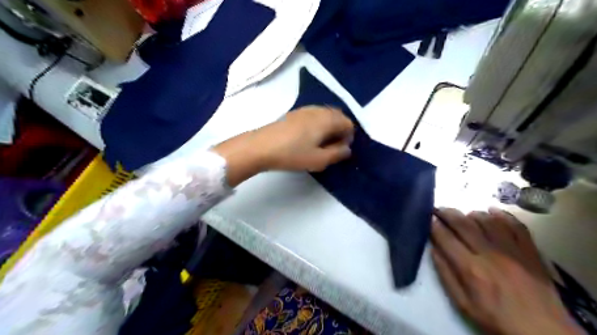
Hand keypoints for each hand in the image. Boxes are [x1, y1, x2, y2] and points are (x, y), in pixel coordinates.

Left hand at [215, 106, 353, 186]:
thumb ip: (337, 154)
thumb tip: (347, 149)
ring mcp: (304, 110)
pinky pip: (314, 115)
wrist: (261, 146)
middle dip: (339, 130)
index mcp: (327, 119)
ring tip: (320, 144)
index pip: (348, 123)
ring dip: (328, 127)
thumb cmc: (292, 154)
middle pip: (338, 116)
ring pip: (325, 115)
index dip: (348, 137)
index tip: (340, 150)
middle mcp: (318, 110)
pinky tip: (307, 138)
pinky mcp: (293, 113)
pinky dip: (317, 124)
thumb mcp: (318, 160)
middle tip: (332, 147)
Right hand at [429, 207, 583, 334]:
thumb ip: (446, 275)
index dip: (434, 225)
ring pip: (488, 220)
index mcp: (471, 269)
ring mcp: (513, 251)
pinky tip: (493, 212)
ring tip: (464, 214)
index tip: (428, 218)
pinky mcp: (531, 252)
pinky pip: (516, 226)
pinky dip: (503, 215)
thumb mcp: (463, 304)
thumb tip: (433, 250)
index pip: (446, 238)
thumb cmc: (496, 319)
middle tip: (439, 209)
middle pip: (464, 224)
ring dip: (472, 214)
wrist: (543, 333)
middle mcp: (490, 254)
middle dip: (447, 213)